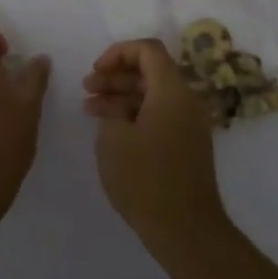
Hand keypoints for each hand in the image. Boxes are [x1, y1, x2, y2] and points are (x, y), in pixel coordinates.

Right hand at [82, 39, 229, 252]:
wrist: (185, 228)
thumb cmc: (145, 179)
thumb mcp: (114, 138)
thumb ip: (112, 109)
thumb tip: (116, 104)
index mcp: (172, 91)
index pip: (148, 50)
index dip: (118, 53)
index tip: (95, 71)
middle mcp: (187, 101)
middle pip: (151, 71)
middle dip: (116, 75)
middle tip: (87, 88)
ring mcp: (190, 124)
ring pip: (153, 95)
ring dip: (122, 96)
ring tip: (90, 108)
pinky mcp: (188, 144)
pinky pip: (160, 114)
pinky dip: (136, 113)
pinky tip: (111, 128)